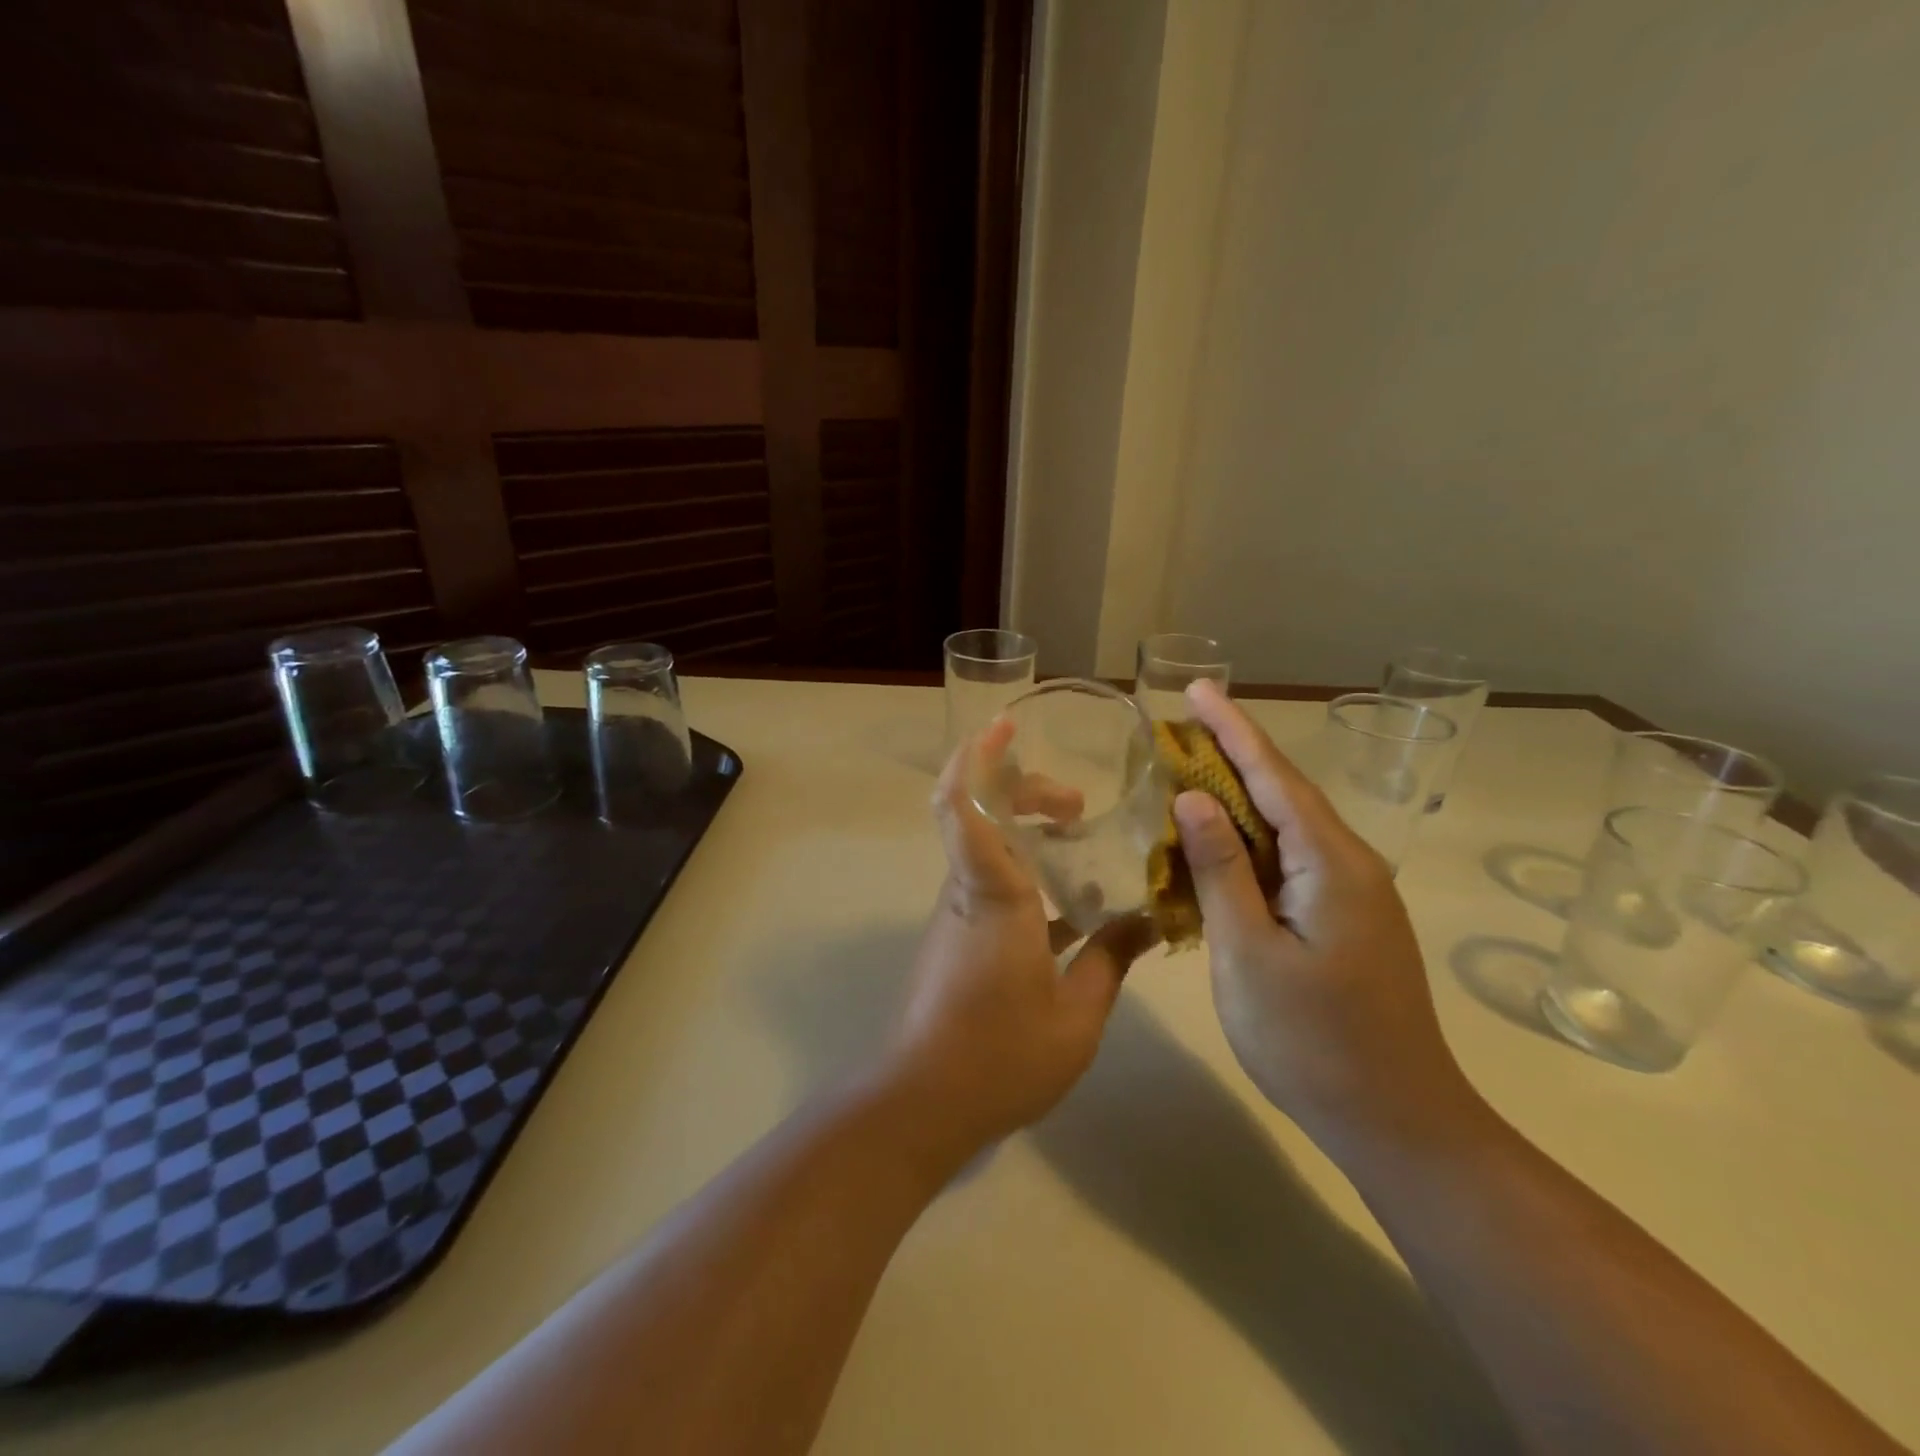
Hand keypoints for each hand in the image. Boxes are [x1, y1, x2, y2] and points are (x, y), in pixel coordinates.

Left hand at [881, 721, 1155, 1155]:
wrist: (922, 1103)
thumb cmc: (1000, 1054)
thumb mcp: (1077, 1015)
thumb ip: (1112, 959)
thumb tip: (1147, 920)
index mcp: (993, 894)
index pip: (963, 805)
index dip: (976, 757)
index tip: (1004, 726)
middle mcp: (967, 891)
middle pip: (978, 813)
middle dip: (1023, 790)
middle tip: (1077, 806)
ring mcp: (958, 915)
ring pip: (984, 848)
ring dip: (1026, 831)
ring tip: (1081, 842)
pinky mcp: (957, 938)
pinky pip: (990, 884)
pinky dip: (1025, 873)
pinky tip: (1071, 905)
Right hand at [1173, 680, 1477, 1146]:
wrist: (1396, 1122)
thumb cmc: (1312, 1039)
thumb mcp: (1248, 952)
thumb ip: (1220, 869)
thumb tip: (1193, 798)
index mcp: (1330, 863)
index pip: (1273, 777)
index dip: (1232, 729)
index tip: (1199, 689)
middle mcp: (1349, 865)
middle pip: (1283, 793)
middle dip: (1231, 755)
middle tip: (1180, 726)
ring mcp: (1352, 894)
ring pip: (1286, 829)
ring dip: (1237, 798)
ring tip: (1188, 772)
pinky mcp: (1345, 920)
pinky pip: (1289, 862)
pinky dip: (1249, 842)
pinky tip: (1217, 844)